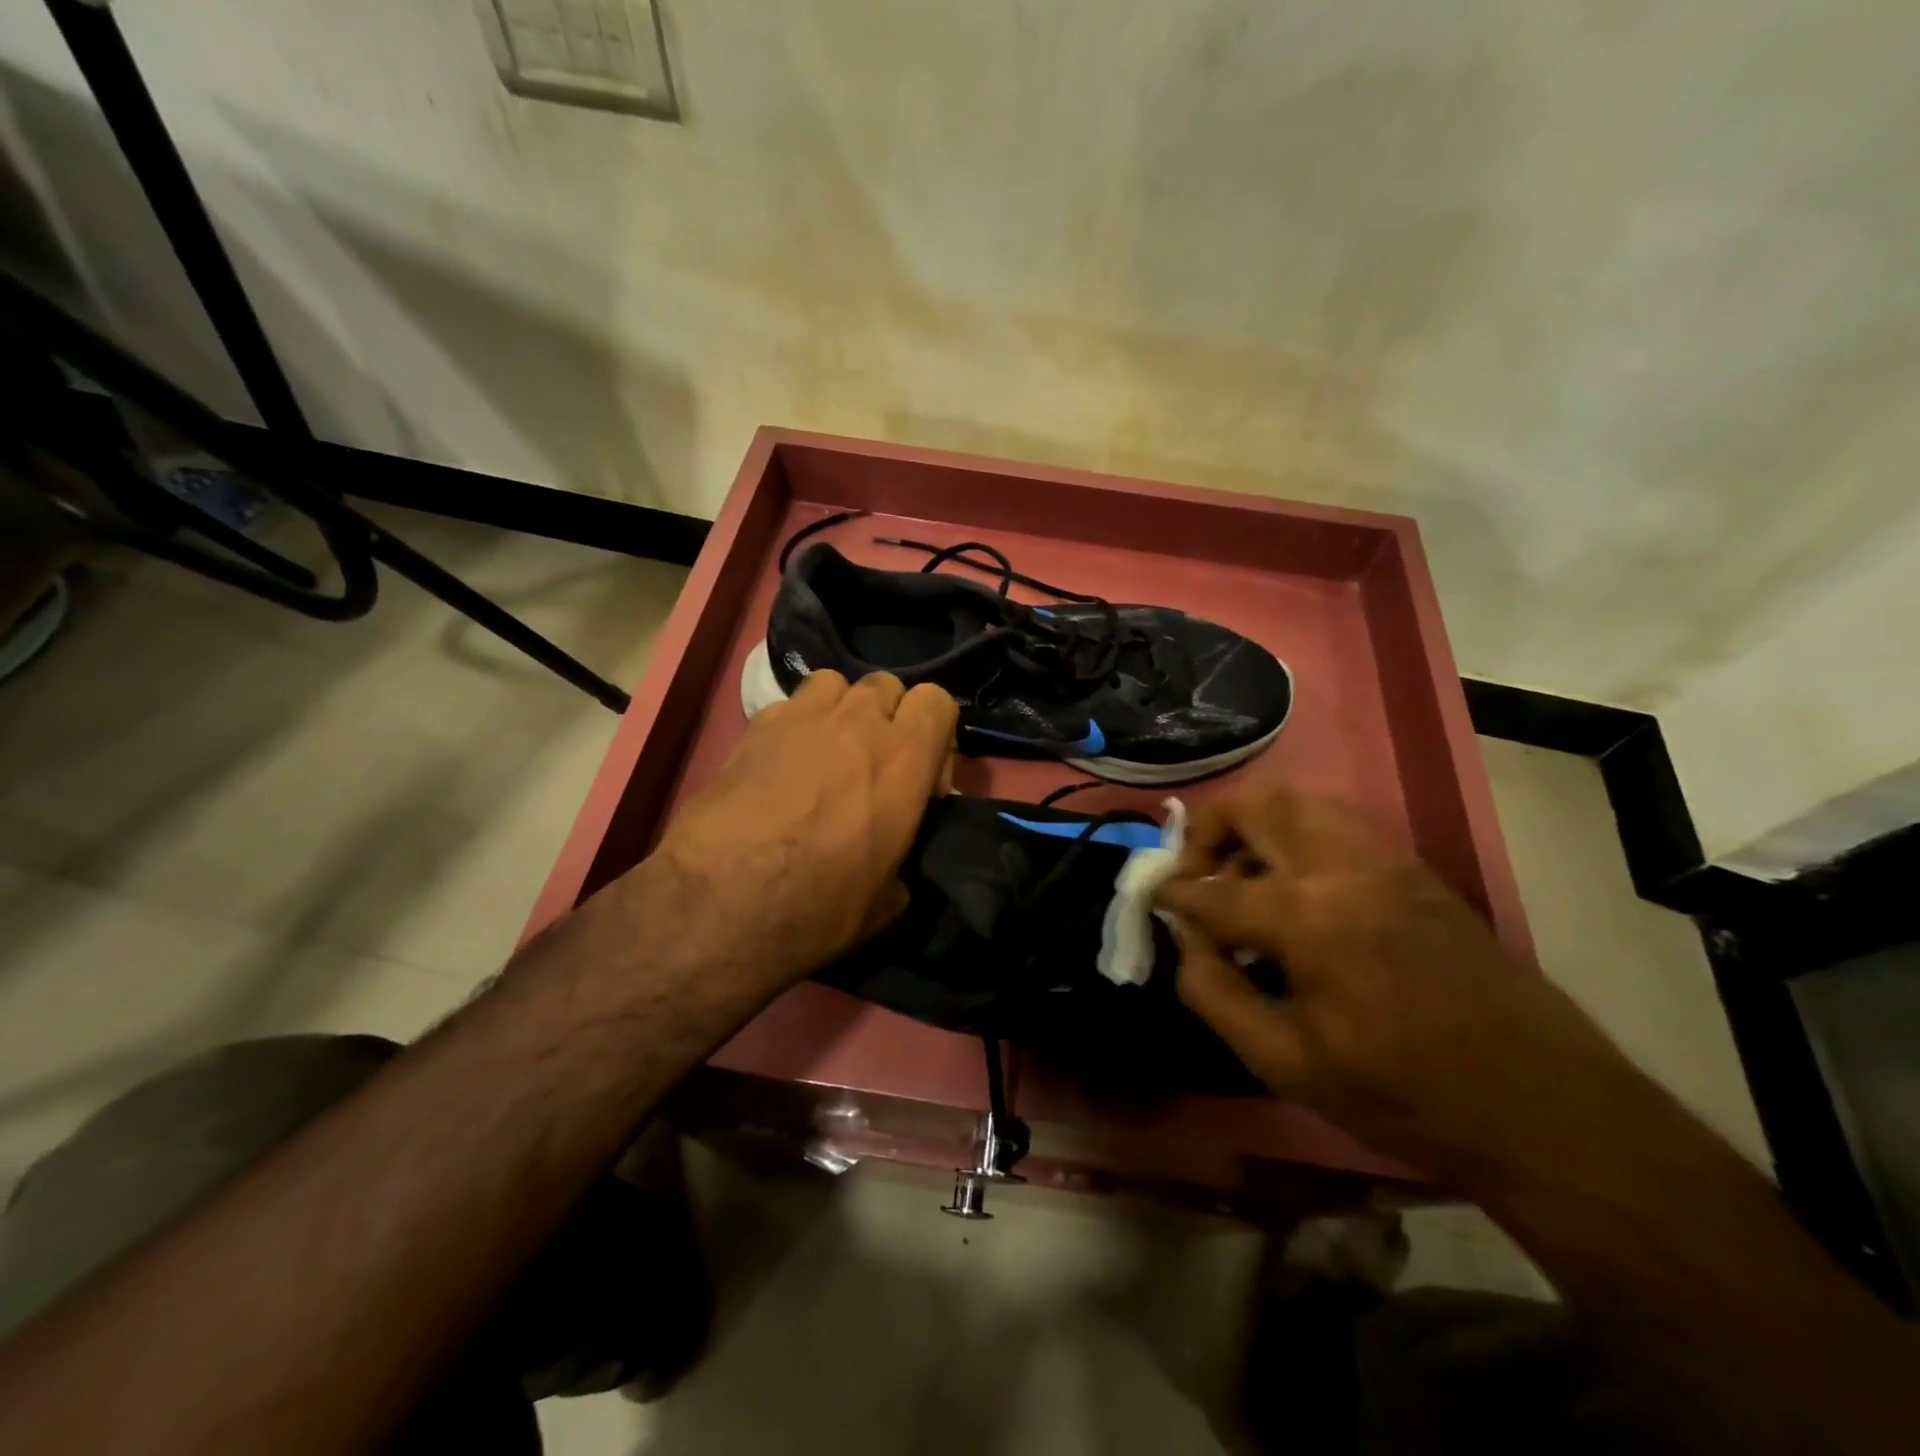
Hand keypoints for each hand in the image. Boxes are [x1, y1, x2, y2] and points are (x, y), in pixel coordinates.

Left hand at [648, 670, 956, 994]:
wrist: (722, 902)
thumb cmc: (819, 906)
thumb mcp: (886, 901)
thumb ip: (902, 862)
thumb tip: (894, 869)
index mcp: (904, 759)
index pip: (938, 702)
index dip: (937, 734)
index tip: (923, 779)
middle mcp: (859, 724)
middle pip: (888, 685)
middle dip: (889, 717)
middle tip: (875, 764)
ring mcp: (803, 718)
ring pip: (836, 683)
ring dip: (841, 710)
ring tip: (828, 752)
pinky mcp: (755, 726)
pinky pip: (788, 706)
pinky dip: (795, 726)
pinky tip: (781, 765)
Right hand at [1157, 786, 1631, 1183]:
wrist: (1543, 1107)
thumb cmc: (1405, 1096)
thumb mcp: (1288, 1065)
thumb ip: (1216, 996)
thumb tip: (1187, 945)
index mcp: (1310, 918)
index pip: (1214, 891)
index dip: (1174, 897)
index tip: (1154, 900)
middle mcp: (1346, 868)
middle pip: (1259, 808)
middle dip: (1209, 829)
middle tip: (1193, 869)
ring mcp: (1389, 862)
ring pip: (1303, 802)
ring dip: (1257, 824)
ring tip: (1241, 873)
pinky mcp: (1417, 871)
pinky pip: (1340, 824)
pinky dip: (1299, 834)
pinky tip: (1296, 886)